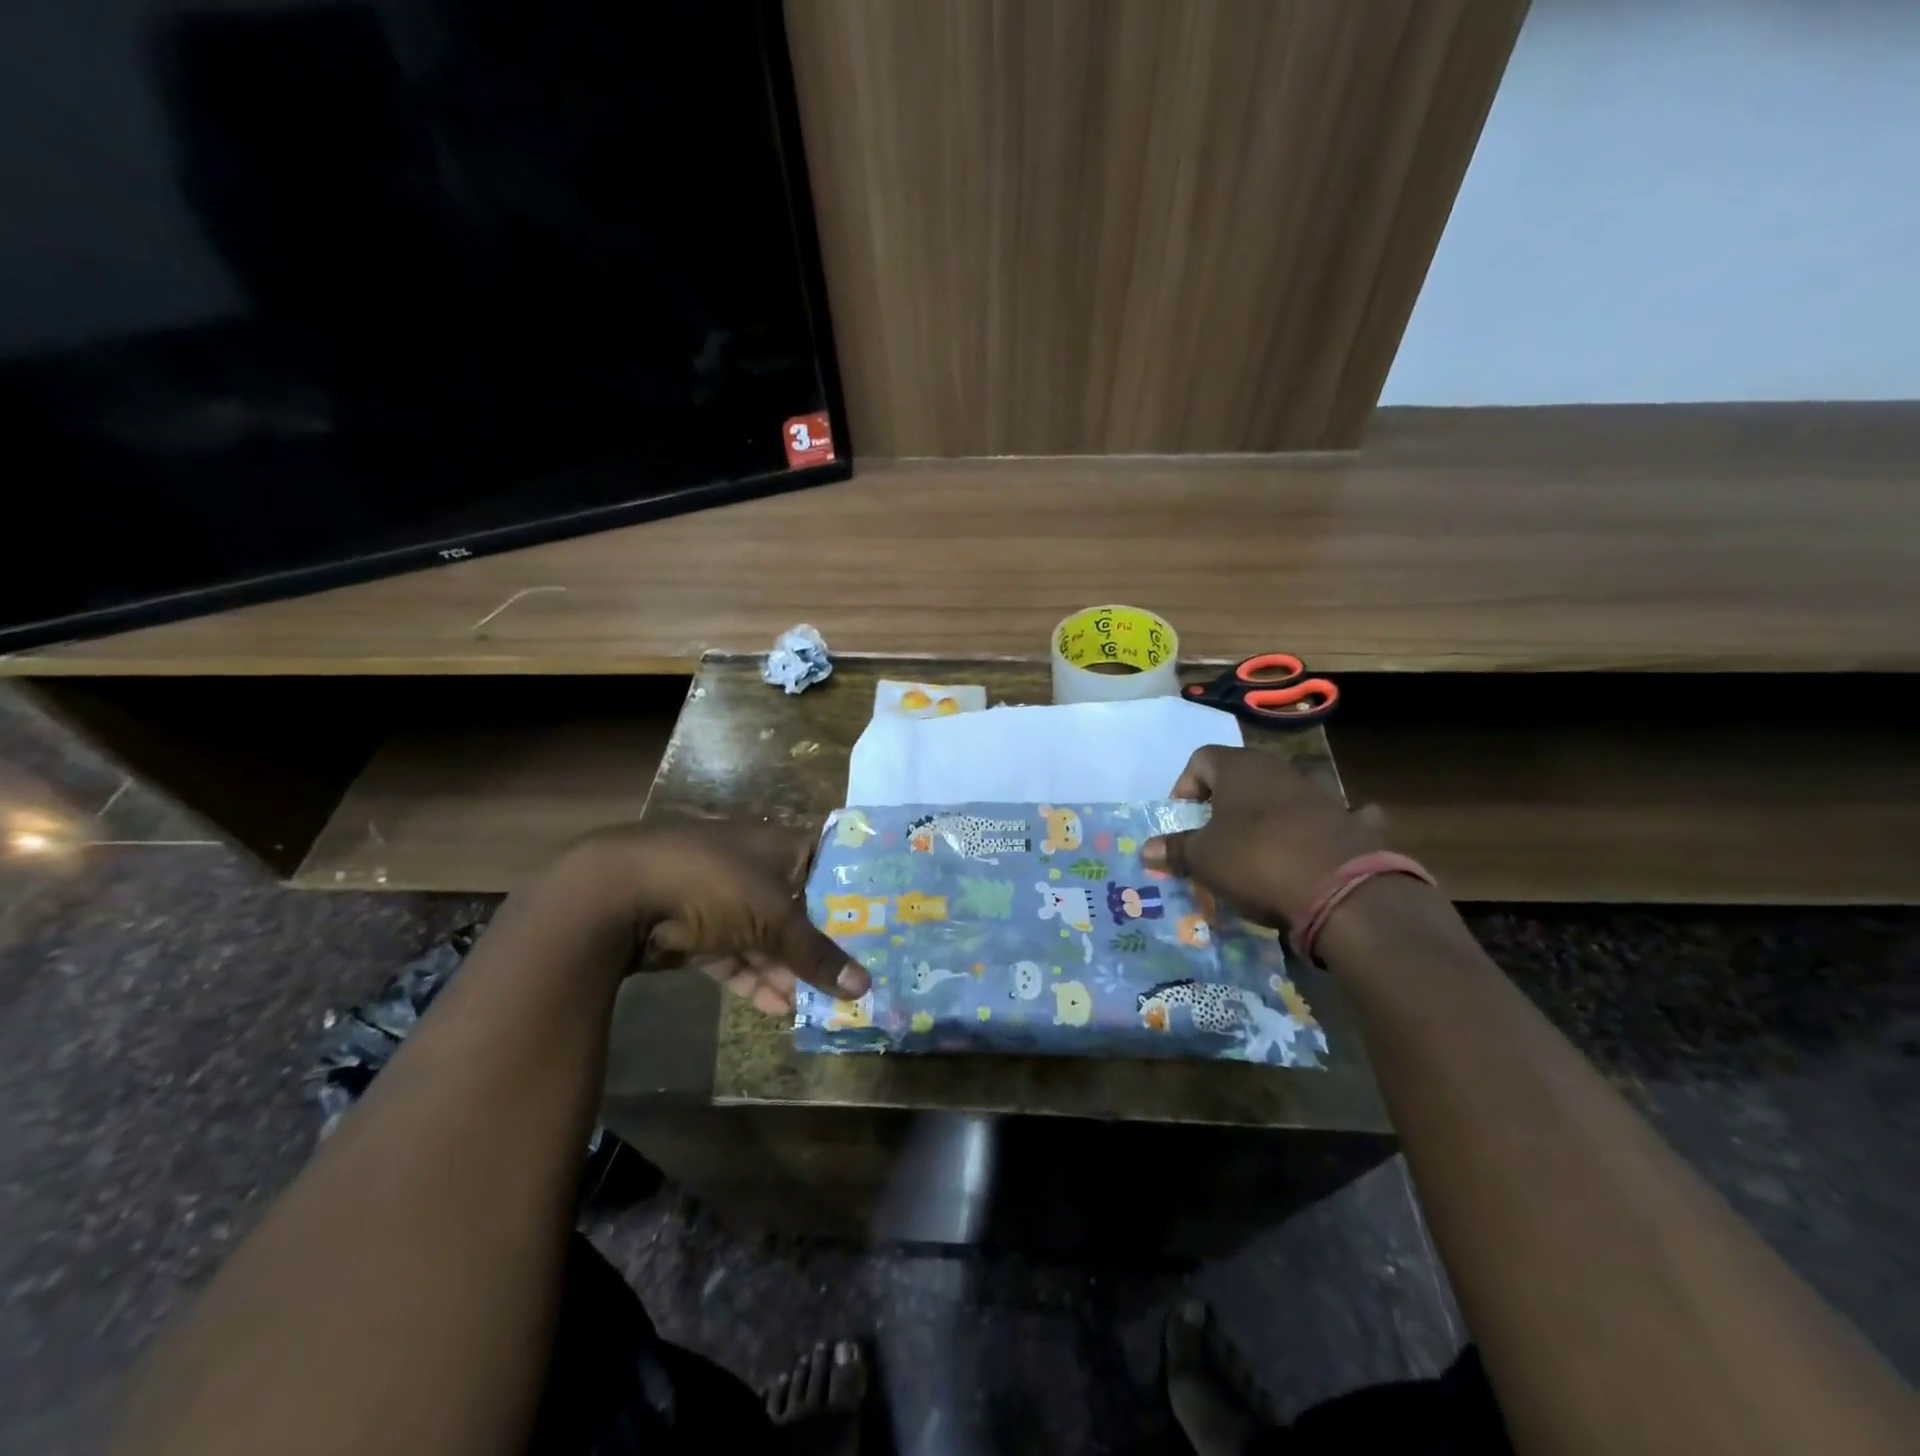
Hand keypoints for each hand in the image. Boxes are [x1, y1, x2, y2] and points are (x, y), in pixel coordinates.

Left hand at [563, 820, 868, 1014]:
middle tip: (857, 973)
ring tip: (824, 1003)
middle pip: (800, 905)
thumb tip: (865, 986)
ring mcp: (722, 899)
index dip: (855, 889)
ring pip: (767, 936)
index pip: (829, 861)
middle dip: (824, 941)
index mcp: (780, 846)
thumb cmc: (713, 883)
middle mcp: (755, 866)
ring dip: (791, 969)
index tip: (882, 919)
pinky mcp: (696, 931)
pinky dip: (755, 980)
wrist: (617, 895)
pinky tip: (781, 1010)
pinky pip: (736, 957)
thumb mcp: (773, 918)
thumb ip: (816, 953)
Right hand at [1141, 747, 1385, 930]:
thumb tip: (1147, 850)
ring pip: (1284, 796)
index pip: (1200, 759)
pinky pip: (1332, 820)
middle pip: (1242, 777)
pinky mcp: (1352, 824)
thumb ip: (1174, 850)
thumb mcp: (1202, 859)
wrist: (1342, 893)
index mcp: (1240, 767)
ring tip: (1259, 850)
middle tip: (1213, 840)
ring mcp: (1321, 795)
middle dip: (1224, 806)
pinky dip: (1322, 831)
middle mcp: (1280, 770)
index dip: (1184, 788)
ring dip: (1270, 816)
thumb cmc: (1255, 860)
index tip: (1183, 823)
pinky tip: (1319, 850)